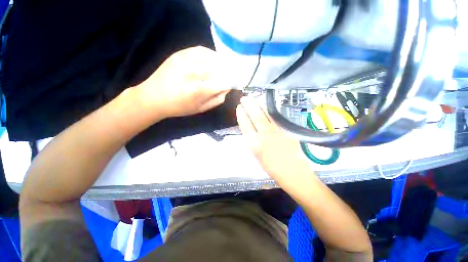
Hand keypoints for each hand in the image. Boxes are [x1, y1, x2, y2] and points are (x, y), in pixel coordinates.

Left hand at [135, 46, 230, 118]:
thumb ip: (217, 99)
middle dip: (227, 73)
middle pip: (220, 68)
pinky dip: (210, 54)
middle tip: (228, 77)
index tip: (231, 86)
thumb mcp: (201, 109)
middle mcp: (193, 72)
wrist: (153, 97)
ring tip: (223, 68)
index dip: (230, 83)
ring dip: (221, 63)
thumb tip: (226, 89)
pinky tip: (212, 60)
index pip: (223, 83)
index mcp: (199, 90)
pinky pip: (201, 50)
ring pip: (212, 57)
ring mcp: (186, 60)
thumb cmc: (179, 107)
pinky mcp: (180, 54)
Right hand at [236, 97, 311, 183]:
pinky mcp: (286, 129)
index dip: (241, 114)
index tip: (239, 107)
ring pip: (266, 113)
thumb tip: (251, 128)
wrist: (293, 172)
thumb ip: (253, 140)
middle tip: (244, 98)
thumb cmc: (272, 167)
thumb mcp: (257, 155)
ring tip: (253, 98)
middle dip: (248, 105)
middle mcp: (264, 135)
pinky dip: (269, 110)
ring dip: (258, 104)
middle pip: (255, 116)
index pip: (245, 125)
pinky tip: (266, 106)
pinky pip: (275, 117)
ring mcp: (277, 131)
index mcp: (254, 144)